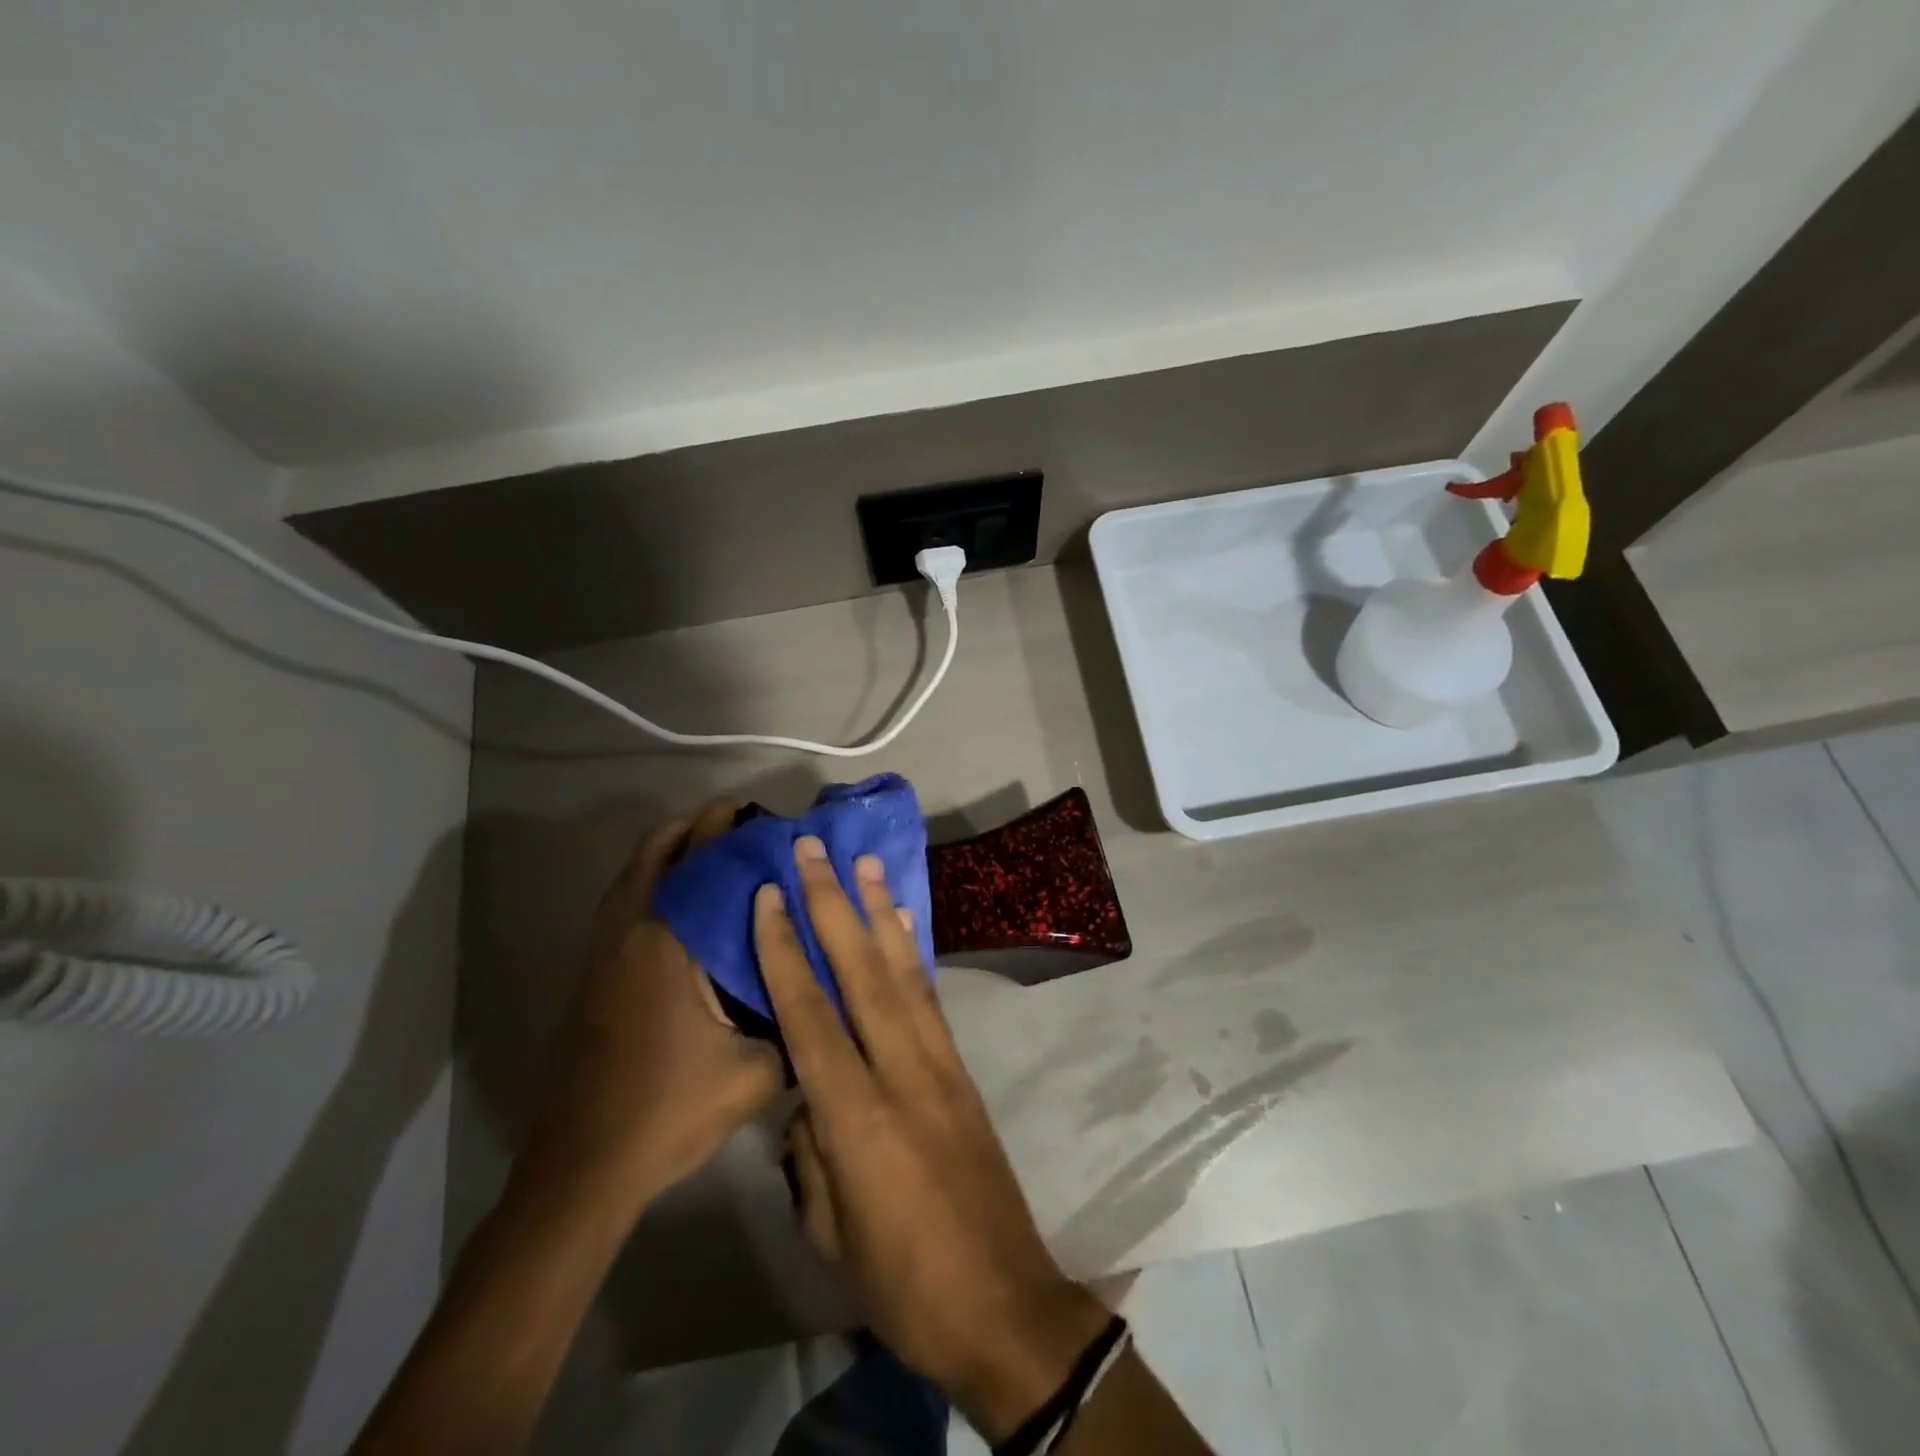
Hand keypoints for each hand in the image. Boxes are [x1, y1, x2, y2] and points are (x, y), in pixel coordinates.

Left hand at [514, 802, 783, 1216]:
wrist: (584, 1166)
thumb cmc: (670, 1111)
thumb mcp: (756, 1073)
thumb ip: (798, 1026)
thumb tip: (830, 993)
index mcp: (668, 943)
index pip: (700, 862)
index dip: (730, 830)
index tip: (764, 817)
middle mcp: (631, 933)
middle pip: (657, 852)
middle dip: (697, 826)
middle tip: (741, 821)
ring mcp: (605, 953)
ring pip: (634, 875)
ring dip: (671, 850)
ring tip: (717, 848)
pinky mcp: (595, 975)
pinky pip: (626, 901)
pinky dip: (654, 880)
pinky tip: (690, 905)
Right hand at [756, 836, 1109, 1440]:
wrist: (1002, 1301)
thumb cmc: (902, 1281)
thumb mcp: (830, 1231)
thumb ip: (809, 1153)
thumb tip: (803, 1100)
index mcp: (855, 1117)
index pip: (809, 1014)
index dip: (785, 950)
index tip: (769, 895)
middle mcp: (901, 1071)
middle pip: (860, 971)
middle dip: (832, 904)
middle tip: (814, 848)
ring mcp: (939, 1063)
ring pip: (903, 970)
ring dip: (880, 910)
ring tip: (865, 862)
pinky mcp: (961, 1068)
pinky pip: (931, 996)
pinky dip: (914, 951)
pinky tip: (904, 921)